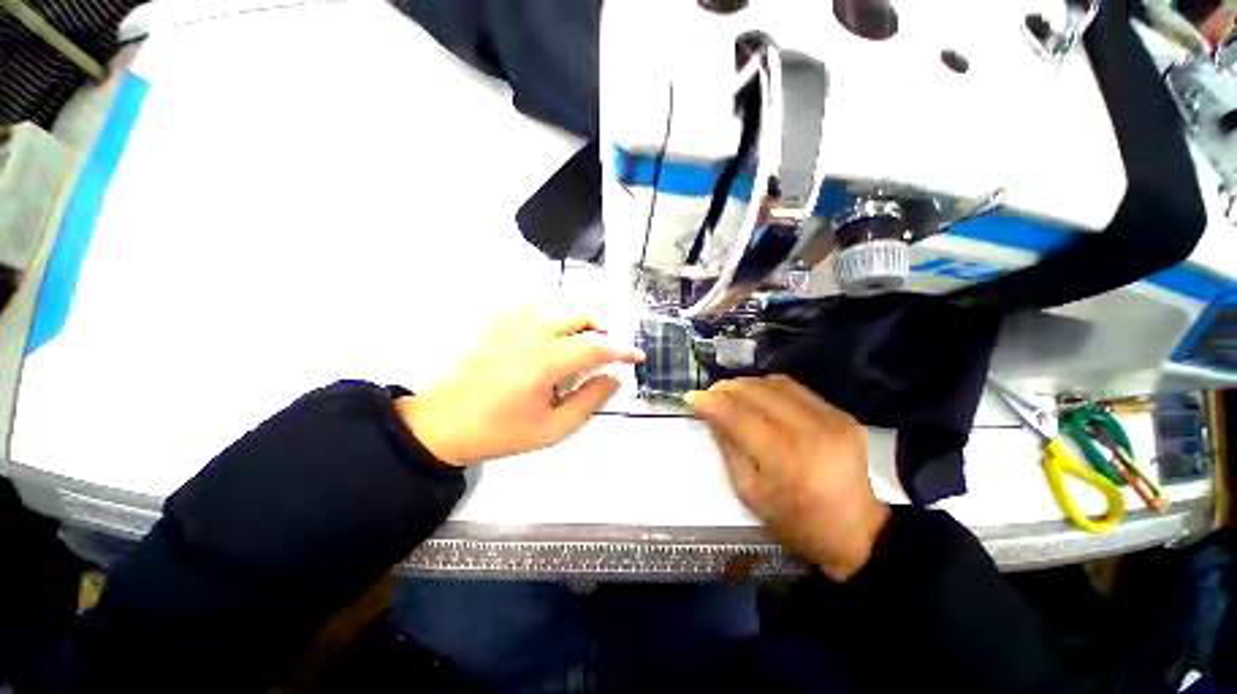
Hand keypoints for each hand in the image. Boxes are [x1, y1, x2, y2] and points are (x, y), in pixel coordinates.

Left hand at [394, 305, 644, 466]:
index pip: (595, 345)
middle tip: (606, 352)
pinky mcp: (501, 321)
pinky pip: (540, 309)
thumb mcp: (554, 428)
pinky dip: (558, 319)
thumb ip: (590, 400)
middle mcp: (531, 332)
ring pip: (561, 307)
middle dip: (601, 329)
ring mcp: (512, 322)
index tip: (636, 355)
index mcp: (544, 361)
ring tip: (581, 348)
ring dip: (580, 323)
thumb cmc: (502, 430)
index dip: (621, 349)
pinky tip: (554, 341)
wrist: (446, 422)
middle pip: (580, 313)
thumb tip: (614, 378)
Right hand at [686, 375, 889, 580]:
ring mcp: (832, 418)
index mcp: (787, 461)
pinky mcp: (841, 413)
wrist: (859, 531)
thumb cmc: (797, 522)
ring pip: (775, 383)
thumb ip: (729, 448)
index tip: (691, 397)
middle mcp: (811, 431)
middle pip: (757, 392)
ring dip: (746, 384)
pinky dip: (769, 388)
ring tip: (731, 394)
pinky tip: (758, 397)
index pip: (739, 417)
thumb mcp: (752, 493)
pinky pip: (795, 388)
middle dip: (726, 389)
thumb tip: (710, 414)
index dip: (711, 403)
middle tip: (709, 395)